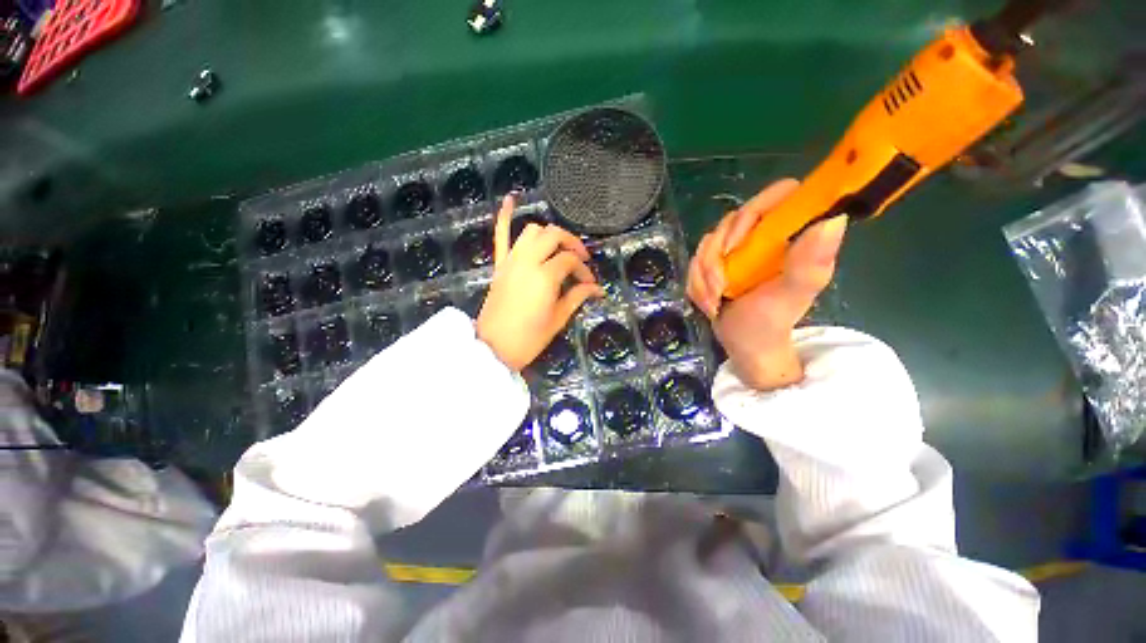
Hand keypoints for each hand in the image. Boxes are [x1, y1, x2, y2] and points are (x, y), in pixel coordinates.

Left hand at [477, 195, 603, 370]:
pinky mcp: (499, 265)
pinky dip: (505, 216)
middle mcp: (527, 261)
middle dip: (571, 244)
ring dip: (549, 234)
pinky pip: (500, 236)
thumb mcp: (558, 319)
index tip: (590, 283)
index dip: (584, 270)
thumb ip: (578, 297)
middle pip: (554, 236)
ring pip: (532, 231)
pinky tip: (511, 198)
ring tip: (558, 247)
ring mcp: (511, 260)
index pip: (570, 261)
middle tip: (580, 259)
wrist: (494, 348)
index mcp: (544, 276)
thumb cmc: (529, 338)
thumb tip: (597, 289)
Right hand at [687, 179, 846, 390]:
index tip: (736, 246)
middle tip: (720, 287)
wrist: (744, 344)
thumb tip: (835, 219)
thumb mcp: (791, 295)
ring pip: (708, 243)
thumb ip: (809, 263)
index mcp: (790, 237)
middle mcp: (764, 236)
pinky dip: (696, 283)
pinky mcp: (717, 262)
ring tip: (714, 301)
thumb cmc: (772, 323)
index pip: (779, 196)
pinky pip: (695, 261)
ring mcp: (738, 249)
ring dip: (703, 276)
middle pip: (730, 221)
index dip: (753, 212)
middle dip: (716, 258)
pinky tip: (708, 301)